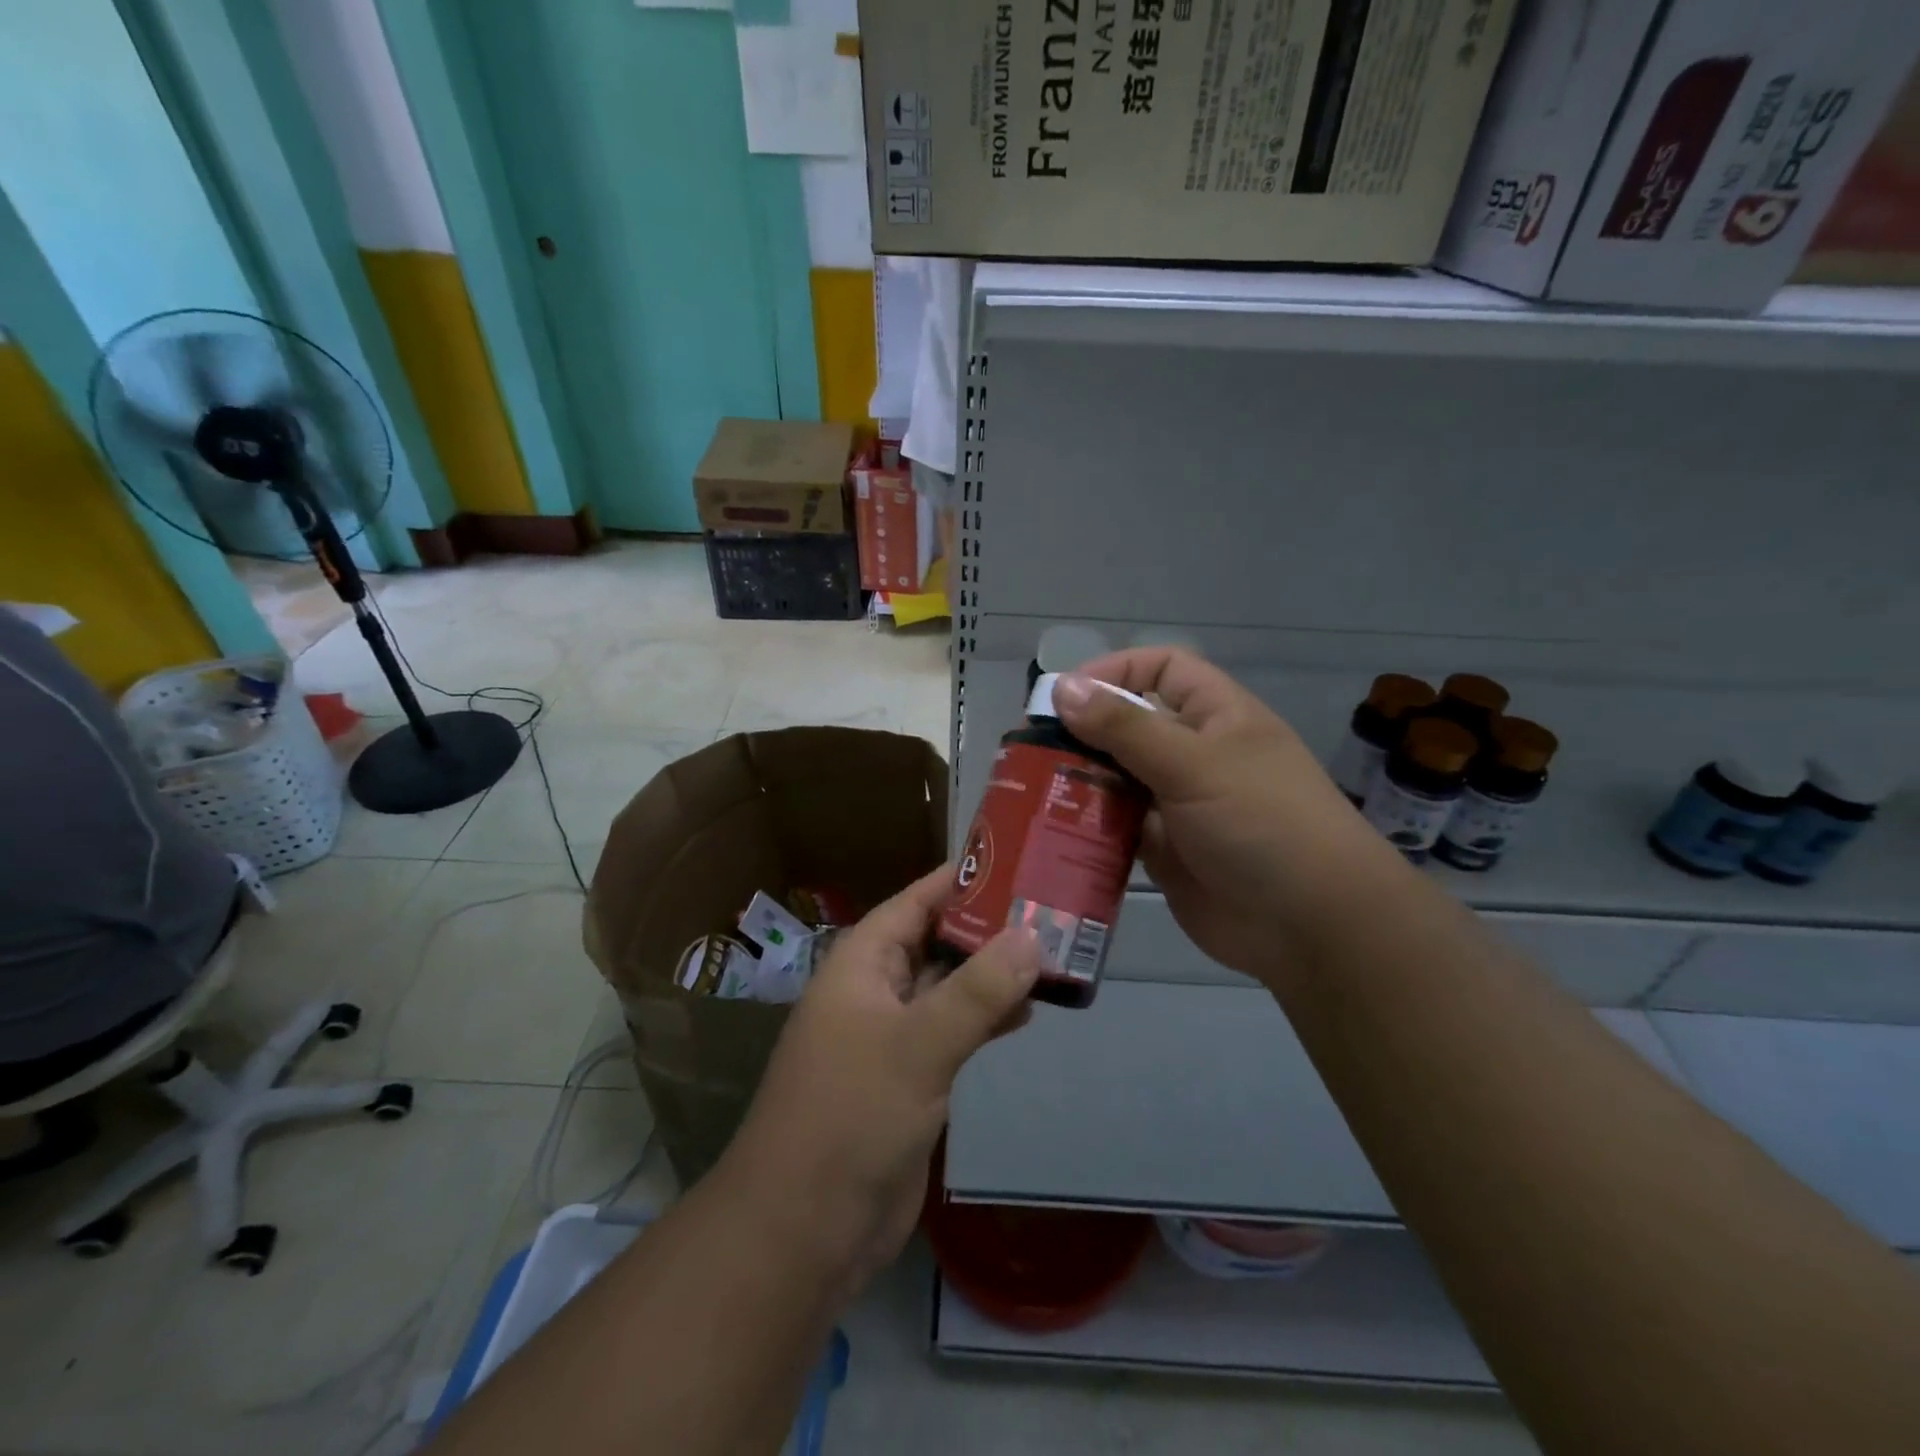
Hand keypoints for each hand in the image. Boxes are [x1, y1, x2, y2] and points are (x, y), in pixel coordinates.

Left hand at [721, 868, 1040, 1293]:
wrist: (804, 1228)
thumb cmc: (851, 1115)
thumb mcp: (918, 1044)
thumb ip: (977, 990)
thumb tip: (1032, 936)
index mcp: (861, 963)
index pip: (915, 901)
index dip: (962, 880)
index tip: (1017, 862)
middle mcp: (875, 989)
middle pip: (936, 941)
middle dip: (988, 928)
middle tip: (1052, 910)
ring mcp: (891, 1035)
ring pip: (948, 987)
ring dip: (992, 974)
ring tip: (1053, 955)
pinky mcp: (908, 1078)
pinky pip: (952, 1031)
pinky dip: (986, 1017)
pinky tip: (1027, 1011)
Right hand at [1052, 648, 1389, 981]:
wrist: (1310, 925)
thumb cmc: (1262, 823)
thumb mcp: (1194, 764)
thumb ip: (1126, 727)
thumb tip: (1063, 687)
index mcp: (1217, 717)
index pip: (1163, 669)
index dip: (1117, 670)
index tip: (1066, 694)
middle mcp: (1195, 754)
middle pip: (1130, 726)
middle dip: (1085, 732)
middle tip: (1032, 748)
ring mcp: (1178, 804)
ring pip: (1118, 778)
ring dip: (1081, 780)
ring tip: (1032, 788)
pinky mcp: (1164, 850)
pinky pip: (1116, 827)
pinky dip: (1089, 826)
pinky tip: (1054, 829)